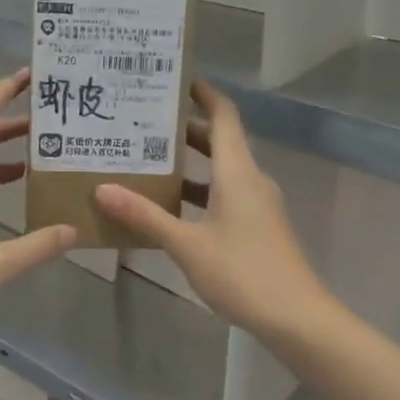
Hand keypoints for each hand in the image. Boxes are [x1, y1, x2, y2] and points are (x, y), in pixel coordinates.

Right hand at [95, 82, 330, 341]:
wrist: (296, 317)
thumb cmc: (242, 272)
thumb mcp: (187, 244)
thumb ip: (146, 216)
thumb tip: (103, 189)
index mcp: (237, 172)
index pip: (224, 116)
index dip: (204, 94)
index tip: (176, 82)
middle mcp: (250, 180)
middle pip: (219, 142)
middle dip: (184, 131)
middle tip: (142, 124)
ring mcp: (257, 206)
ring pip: (220, 173)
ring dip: (189, 166)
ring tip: (147, 163)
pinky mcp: (257, 228)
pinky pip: (224, 197)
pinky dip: (198, 194)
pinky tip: (170, 209)